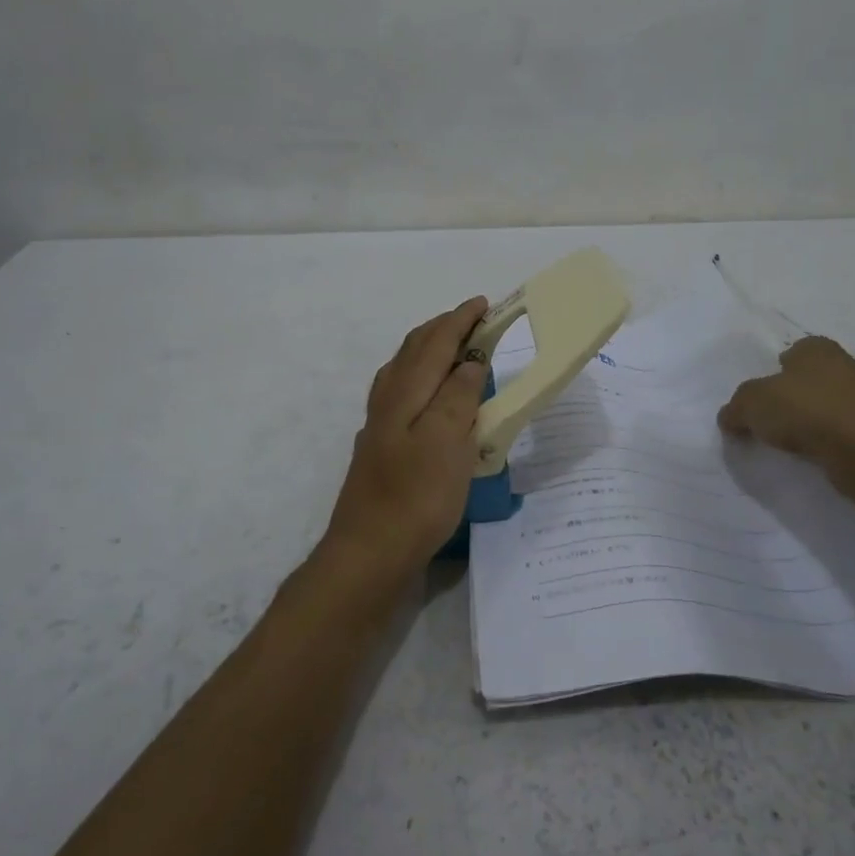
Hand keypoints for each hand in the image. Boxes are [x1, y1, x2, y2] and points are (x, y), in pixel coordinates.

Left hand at [319, 297, 490, 586]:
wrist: (370, 551)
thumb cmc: (416, 496)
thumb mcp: (447, 441)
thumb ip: (458, 395)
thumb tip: (469, 360)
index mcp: (407, 392)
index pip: (436, 343)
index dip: (459, 321)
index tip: (483, 304)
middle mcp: (388, 400)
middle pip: (414, 350)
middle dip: (442, 328)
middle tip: (472, 320)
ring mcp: (380, 424)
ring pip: (403, 370)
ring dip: (428, 350)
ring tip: (453, 348)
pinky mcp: (380, 447)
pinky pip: (400, 392)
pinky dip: (418, 377)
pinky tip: (426, 396)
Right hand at [718, 336, 854, 496]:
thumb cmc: (807, 410)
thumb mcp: (751, 402)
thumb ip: (735, 408)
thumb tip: (729, 418)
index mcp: (816, 347)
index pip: (790, 352)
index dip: (772, 372)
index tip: (758, 398)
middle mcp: (842, 367)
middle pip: (806, 382)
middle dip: (788, 399)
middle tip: (765, 422)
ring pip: (822, 409)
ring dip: (806, 424)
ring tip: (784, 444)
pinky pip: (836, 435)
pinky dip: (822, 444)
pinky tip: (809, 457)